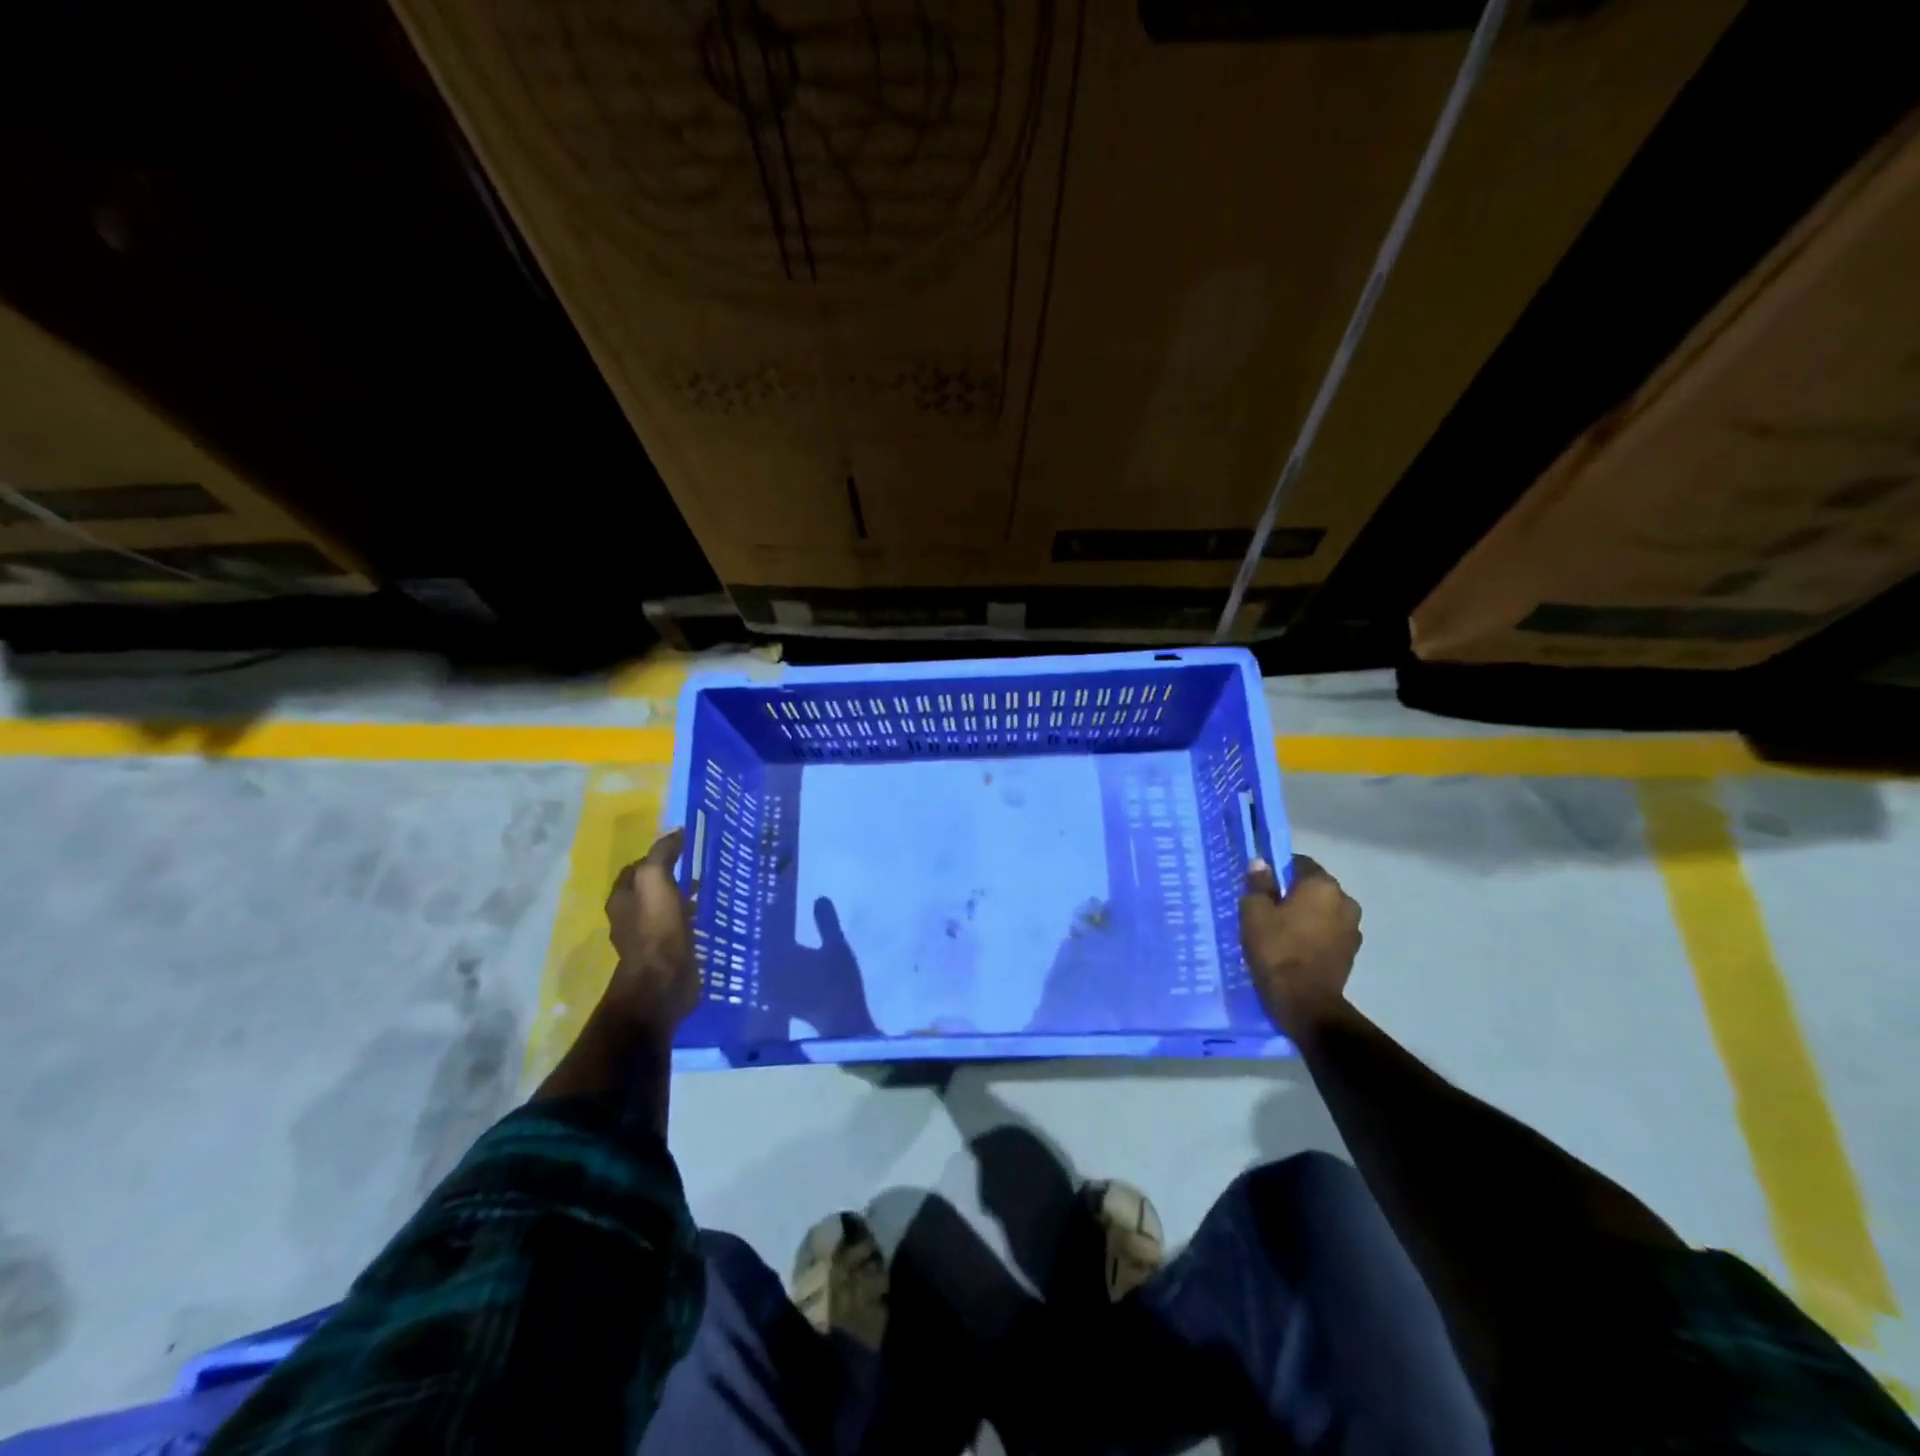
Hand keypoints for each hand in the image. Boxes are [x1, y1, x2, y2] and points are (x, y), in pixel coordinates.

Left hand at [604, 829, 700, 1037]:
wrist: (663, 982)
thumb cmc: (656, 928)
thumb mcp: (656, 880)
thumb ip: (662, 854)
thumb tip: (676, 832)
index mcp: (621, 898)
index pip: (636, 868)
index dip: (656, 856)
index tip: (682, 849)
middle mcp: (629, 917)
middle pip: (650, 889)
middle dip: (671, 877)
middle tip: (698, 868)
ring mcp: (647, 938)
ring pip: (665, 908)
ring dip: (682, 898)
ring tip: (707, 890)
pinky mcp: (666, 954)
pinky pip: (678, 927)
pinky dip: (690, 918)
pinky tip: (707, 916)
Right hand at [1239, 853, 1361, 1037]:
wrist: (1305, 1002)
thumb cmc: (1276, 950)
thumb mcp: (1255, 912)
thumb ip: (1258, 883)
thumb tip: (1261, 863)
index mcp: (1322, 885)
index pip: (1300, 863)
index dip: (1278, 870)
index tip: (1261, 885)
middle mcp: (1345, 900)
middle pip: (1314, 887)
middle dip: (1294, 893)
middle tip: (1269, 908)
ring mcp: (1353, 928)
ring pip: (1324, 911)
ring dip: (1308, 915)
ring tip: (1283, 931)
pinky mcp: (1352, 953)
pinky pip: (1330, 932)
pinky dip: (1315, 934)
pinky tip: (1297, 948)